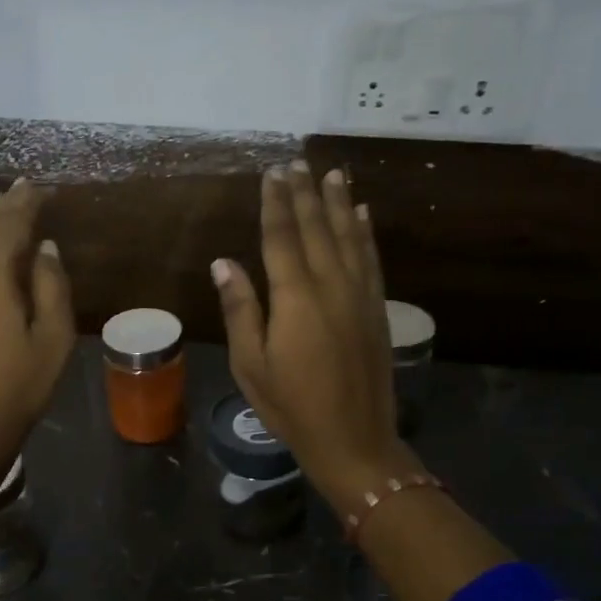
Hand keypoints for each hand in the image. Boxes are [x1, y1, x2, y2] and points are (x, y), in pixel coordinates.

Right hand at [211, 162, 420, 515]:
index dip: (275, 203)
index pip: (282, 238)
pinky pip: (371, 260)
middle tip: (297, 162)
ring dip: (338, 203)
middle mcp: (331, 286)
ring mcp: (359, 295)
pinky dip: (365, 233)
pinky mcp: (376, 309)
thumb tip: (224, 262)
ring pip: (348, 237)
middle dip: (305, 194)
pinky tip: (362, 215)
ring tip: (332, 174)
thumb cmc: (290, 405)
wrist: (353, 438)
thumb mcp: (250, 363)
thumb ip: (241, 309)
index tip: (272, 174)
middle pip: (316, 229)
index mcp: (295, 298)